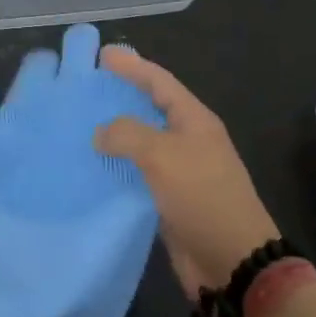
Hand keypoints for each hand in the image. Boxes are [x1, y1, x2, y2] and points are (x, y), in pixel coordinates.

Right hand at [93, 49, 280, 295]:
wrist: (233, 262)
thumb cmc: (202, 196)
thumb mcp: (163, 155)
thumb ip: (128, 134)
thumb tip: (101, 132)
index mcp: (194, 119)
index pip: (159, 81)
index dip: (132, 66)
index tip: (103, 55)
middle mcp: (188, 139)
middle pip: (151, 108)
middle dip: (122, 95)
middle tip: (89, 86)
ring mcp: (180, 171)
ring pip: (143, 142)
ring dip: (116, 133)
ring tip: (82, 124)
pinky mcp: (170, 200)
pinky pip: (139, 174)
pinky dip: (117, 168)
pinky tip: (93, 167)